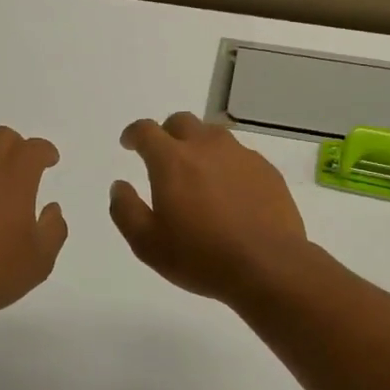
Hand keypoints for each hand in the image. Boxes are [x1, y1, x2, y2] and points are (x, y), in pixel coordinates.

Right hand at [110, 113, 311, 304]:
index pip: (146, 131)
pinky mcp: (266, 170)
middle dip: (166, 134)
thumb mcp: (147, 244)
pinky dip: (226, 164)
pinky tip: (229, 191)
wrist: (269, 266)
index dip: (133, 134)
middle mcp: (206, 146)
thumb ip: (125, 210)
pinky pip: (239, 155)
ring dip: (198, 145)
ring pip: (212, 135)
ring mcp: (240, 155)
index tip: (129, 144)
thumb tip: (120, 186)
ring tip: (197, 174)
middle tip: (163, 157)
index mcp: (172, 160)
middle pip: (181, 122)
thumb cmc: (201, 257)